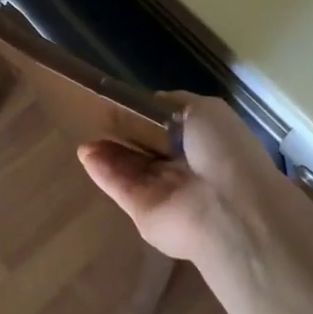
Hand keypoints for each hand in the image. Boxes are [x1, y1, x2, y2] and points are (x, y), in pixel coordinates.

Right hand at [77, 97, 312, 275]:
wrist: (228, 210)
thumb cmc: (224, 152)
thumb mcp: (207, 110)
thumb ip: (175, 104)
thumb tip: (151, 103)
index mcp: (205, 142)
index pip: (170, 127)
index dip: (148, 115)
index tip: (126, 101)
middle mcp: (184, 167)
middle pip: (147, 148)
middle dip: (126, 132)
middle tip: (98, 114)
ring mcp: (162, 191)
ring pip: (130, 167)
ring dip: (108, 150)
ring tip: (86, 132)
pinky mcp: (142, 212)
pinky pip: (120, 186)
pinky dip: (102, 169)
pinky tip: (85, 152)